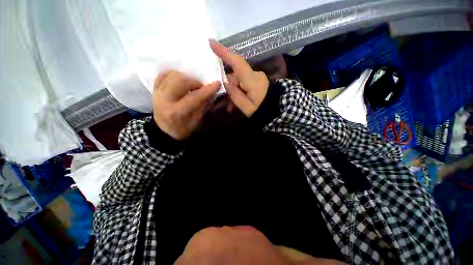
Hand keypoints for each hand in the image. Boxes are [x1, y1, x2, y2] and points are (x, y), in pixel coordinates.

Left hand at [152, 71, 220, 140]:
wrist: (164, 131)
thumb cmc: (183, 129)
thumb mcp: (197, 121)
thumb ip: (204, 106)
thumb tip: (212, 93)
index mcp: (177, 112)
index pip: (194, 97)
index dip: (207, 90)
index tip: (217, 84)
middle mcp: (165, 100)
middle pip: (181, 81)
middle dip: (195, 82)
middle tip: (201, 88)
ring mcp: (157, 93)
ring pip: (173, 75)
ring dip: (186, 78)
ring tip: (192, 86)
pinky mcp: (154, 89)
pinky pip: (163, 75)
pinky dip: (174, 75)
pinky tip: (180, 81)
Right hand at [210, 40, 268, 116]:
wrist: (279, 111)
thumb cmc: (262, 110)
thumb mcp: (246, 106)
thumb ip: (234, 94)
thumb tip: (225, 82)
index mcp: (251, 79)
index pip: (236, 61)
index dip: (223, 52)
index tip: (211, 42)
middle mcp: (254, 74)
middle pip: (236, 75)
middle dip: (228, 86)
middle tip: (224, 101)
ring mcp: (257, 78)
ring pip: (239, 81)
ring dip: (234, 92)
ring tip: (231, 107)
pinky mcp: (258, 82)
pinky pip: (245, 84)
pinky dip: (240, 92)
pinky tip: (237, 103)